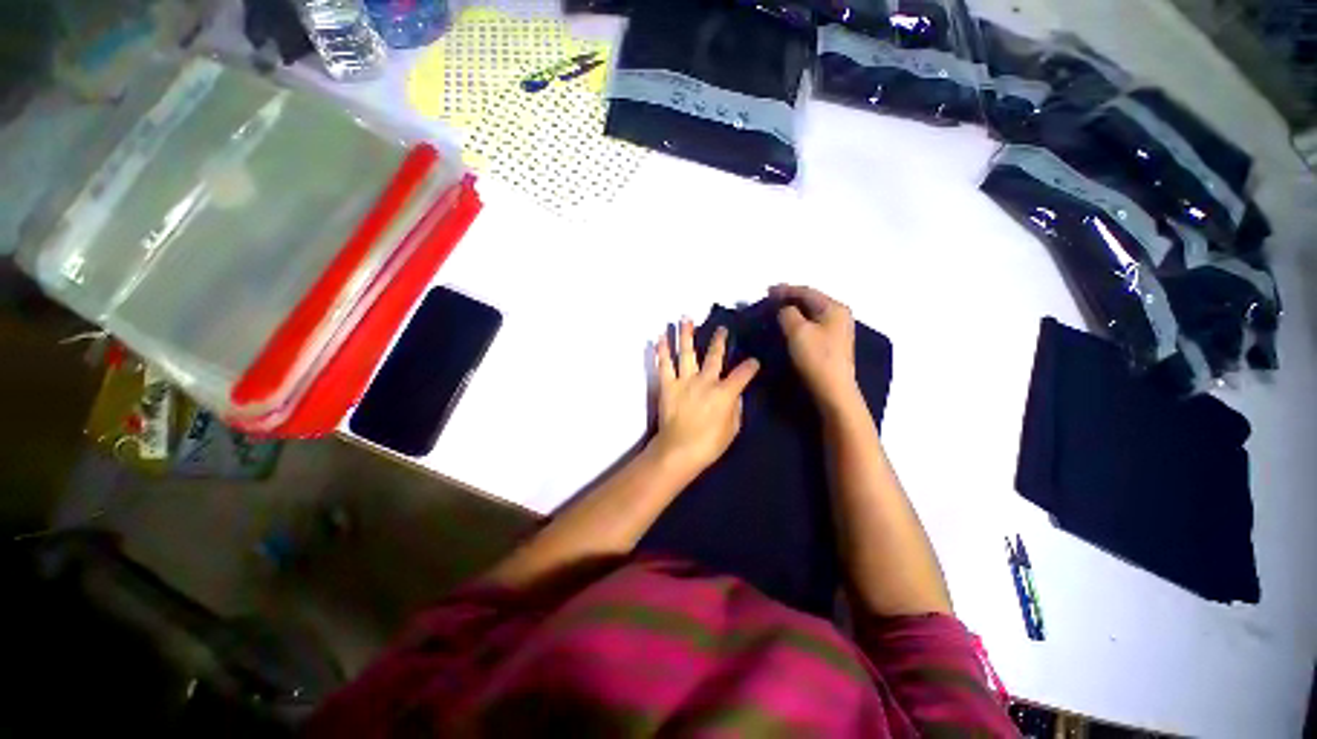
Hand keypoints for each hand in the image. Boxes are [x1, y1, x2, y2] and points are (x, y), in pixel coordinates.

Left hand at [651, 320, 759, 478]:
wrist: (679, 451)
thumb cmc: (709, 444)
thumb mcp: (733, 429)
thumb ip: (736, 408)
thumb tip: (735, 394)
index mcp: (724, 392)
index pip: (742, 374)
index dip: (750, 366)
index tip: (754, 362)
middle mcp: (705, 381)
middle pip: (714, 356)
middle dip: (719, 340)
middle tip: (721, 328)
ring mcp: (685, 381)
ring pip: (687, 352)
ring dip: (687, 334)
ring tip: (686, 318)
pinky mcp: (667, 385)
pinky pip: (664, 364)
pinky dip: (662, 350)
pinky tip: (661, 336)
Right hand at [771, 284, 859, 411]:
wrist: (833, 389)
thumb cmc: (816, 357)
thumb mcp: (797, 330)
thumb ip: (788, 313)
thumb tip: (785, 309)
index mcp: (834, 308)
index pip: (807, 292)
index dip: (785, 290)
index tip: (767, 291)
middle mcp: (839, 315)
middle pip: (811, 301)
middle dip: (790, 299)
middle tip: (770, 300)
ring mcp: (838, 330)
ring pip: (811, 314)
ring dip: (794, 311)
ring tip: (776, 312)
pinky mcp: (832, 344)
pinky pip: (813, 325)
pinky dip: (799, 322)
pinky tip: (789, 326)